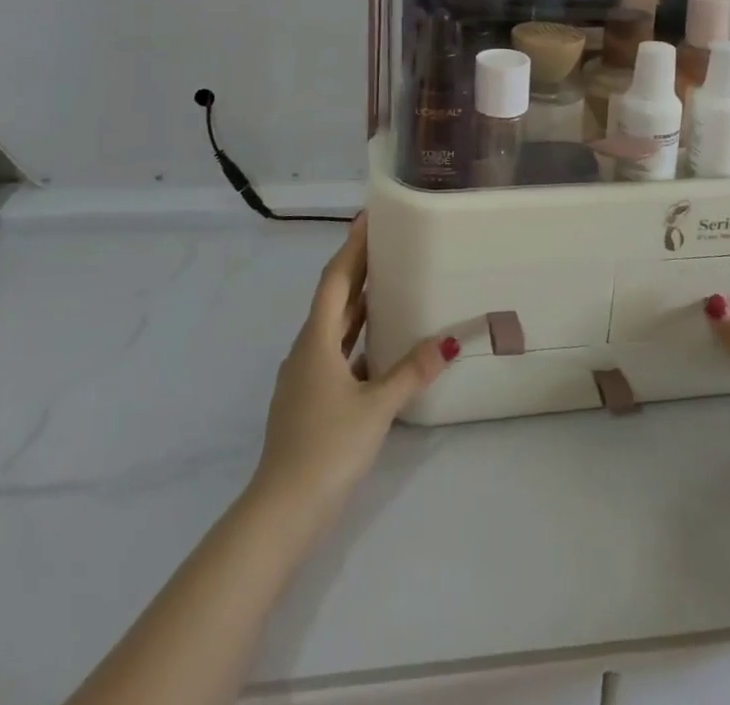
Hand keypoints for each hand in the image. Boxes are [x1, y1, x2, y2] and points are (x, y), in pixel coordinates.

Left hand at [250, 214, 456, 524]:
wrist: (281, 511)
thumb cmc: (327, 448)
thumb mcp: (376, 407)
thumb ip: (411, 372)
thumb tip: (448, 340)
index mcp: (316, 341)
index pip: (336, 280)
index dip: (352, 247)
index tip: (368, 218)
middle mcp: (306, 350)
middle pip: (334, 299)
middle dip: (358, 269)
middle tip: (387, 243)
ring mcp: (303, 377)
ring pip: (333, 327)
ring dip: (357, 304)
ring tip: (387, 284)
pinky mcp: (307, 400)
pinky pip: (334, 353)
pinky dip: (355, 339)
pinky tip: (376, 347)